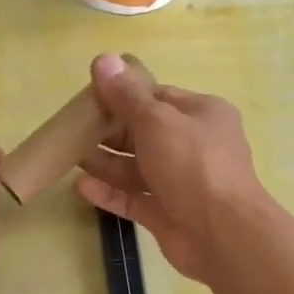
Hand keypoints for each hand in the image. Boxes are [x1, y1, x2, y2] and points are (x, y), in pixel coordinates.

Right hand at [74, 54, 267, 283]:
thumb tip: (103, 59)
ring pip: (136, 168)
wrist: (222, 233)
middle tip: (73, 129)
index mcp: (201, 115)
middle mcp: (192, 146)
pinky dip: (109, 193)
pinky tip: (81, 187)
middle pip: (143, 133)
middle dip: (109, 131)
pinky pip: (133, 198)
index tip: (89, 98)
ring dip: (105, 162)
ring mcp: (180, 182)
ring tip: (71, 155)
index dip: (123, 96)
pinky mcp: (167, 214)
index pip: (157, 97)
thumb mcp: (156, 121)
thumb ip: (126, 96)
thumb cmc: (193, 165)